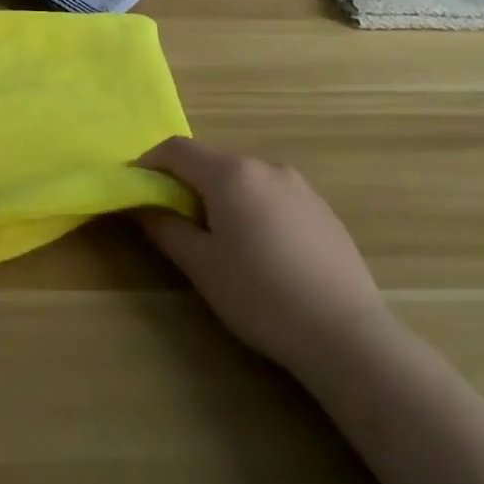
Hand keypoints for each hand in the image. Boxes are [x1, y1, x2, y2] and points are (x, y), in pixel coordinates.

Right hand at [136, 136, 390, 372]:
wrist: (346, 334)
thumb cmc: (261, 296)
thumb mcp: (202, 266)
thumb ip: (166, 228)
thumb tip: (142, 205)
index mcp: (230, 173)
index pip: (176, 149)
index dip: (150, 164)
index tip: (137, 190)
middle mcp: (264, 166)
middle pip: (212, 161)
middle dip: (186, 183)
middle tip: (175, 222)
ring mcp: (298, 185)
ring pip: (244, 178)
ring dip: (222, 196)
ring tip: (221, 241)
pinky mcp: (321, 208)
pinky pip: (273, 195)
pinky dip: (254, 208)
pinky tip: (264, 253)